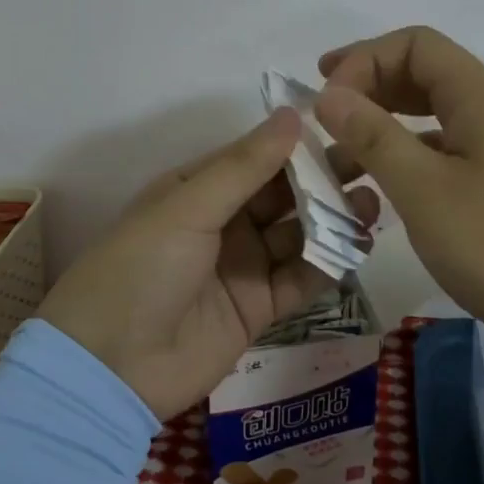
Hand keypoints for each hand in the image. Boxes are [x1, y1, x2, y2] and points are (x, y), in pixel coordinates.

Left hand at [38, 109, 381, 419]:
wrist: (109, 369)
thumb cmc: (141, 268)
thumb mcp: (188, 207)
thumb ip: (245, 166)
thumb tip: (294, 114)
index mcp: (198, 189)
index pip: (257, 158)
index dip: (297, 145)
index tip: (345, 128)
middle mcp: (223, 222)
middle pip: (282, 195)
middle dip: (324, 181)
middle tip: (372, 165)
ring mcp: (242, 266)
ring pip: (297, 234)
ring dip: (332, 220)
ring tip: (373, 204)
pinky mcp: (258, 309)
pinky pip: (299, 279)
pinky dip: (327, 265)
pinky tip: (358, 248)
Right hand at [314, 25, 483, 344]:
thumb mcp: (424, 190)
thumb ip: (373, 136)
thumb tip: (328, 95)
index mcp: (480, 98)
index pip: (415, 45)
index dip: (364, 59)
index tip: (327, 99)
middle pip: (423, 72)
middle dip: (369, 84)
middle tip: (324, 111)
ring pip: (431, 114)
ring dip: (383, 123)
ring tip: (342, 155)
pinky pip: (443, 149)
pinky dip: (405, 155)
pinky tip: (382, 186)